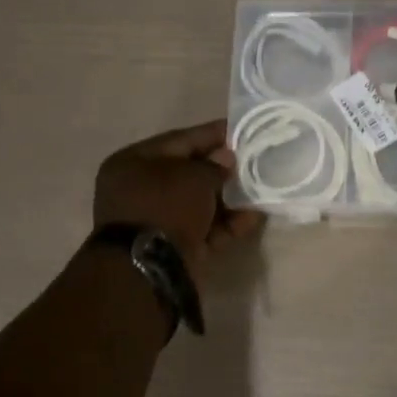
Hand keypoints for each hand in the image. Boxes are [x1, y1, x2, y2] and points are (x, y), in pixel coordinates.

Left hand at [93, 119, 263, 278]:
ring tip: (262, 191)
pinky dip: (226, 224)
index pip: (180, 140)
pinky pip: (204, 229)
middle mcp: (140, 189)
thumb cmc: (165, 207)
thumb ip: (214, 166)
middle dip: (223, 169)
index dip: (212, 134)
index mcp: (133, 163)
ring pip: (199, 204)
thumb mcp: (193, 177)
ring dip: (229, 199)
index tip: (241, 129)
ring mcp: (156, 221)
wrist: (148, 267)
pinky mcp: (173, 247)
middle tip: (256, 161)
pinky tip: (254, 218)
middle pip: (190, 173)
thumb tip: (226, 159)